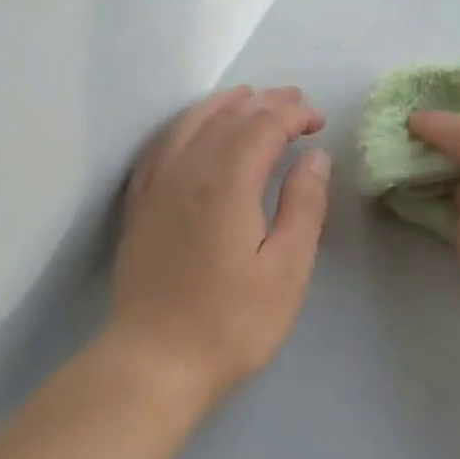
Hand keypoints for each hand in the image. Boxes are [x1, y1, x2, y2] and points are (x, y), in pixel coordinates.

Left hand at [108, 85, 330, 405]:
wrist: (154, 361)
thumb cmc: (231, 322)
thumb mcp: (287, 269)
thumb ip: (304, 205)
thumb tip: (314, 156)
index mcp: (226, 182)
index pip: (263, 126)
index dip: (294, 115)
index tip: (319, 122)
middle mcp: (186, 170)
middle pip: (227, 116)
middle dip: (265, 103)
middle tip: (296, 103)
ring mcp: (156, 186)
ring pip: (190, 124)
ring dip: (224, 104)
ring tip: (249, 97)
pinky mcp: (140, 204)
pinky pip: (162, 145)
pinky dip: (186, 125)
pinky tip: (195, 130)